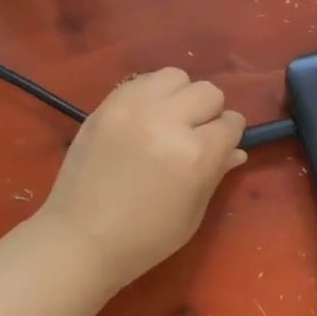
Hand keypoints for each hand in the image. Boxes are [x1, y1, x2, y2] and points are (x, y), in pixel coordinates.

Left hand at [35, 68, 246, 288]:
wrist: (81, 238)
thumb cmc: (145, 238)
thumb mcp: (192, 213)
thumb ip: (215, 173)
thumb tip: (235, 151)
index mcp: (195, 155)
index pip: (231, 123)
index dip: (229, 137)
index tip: (219, 148)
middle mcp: (167, 121)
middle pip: (208, 92)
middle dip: (209, 114)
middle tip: (193, 136)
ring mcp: (132, 108)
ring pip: (175, 76)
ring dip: (180, 96)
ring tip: (168, 121)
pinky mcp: (106, 105)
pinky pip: (141, 81)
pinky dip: (150, 95)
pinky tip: (143, 119)